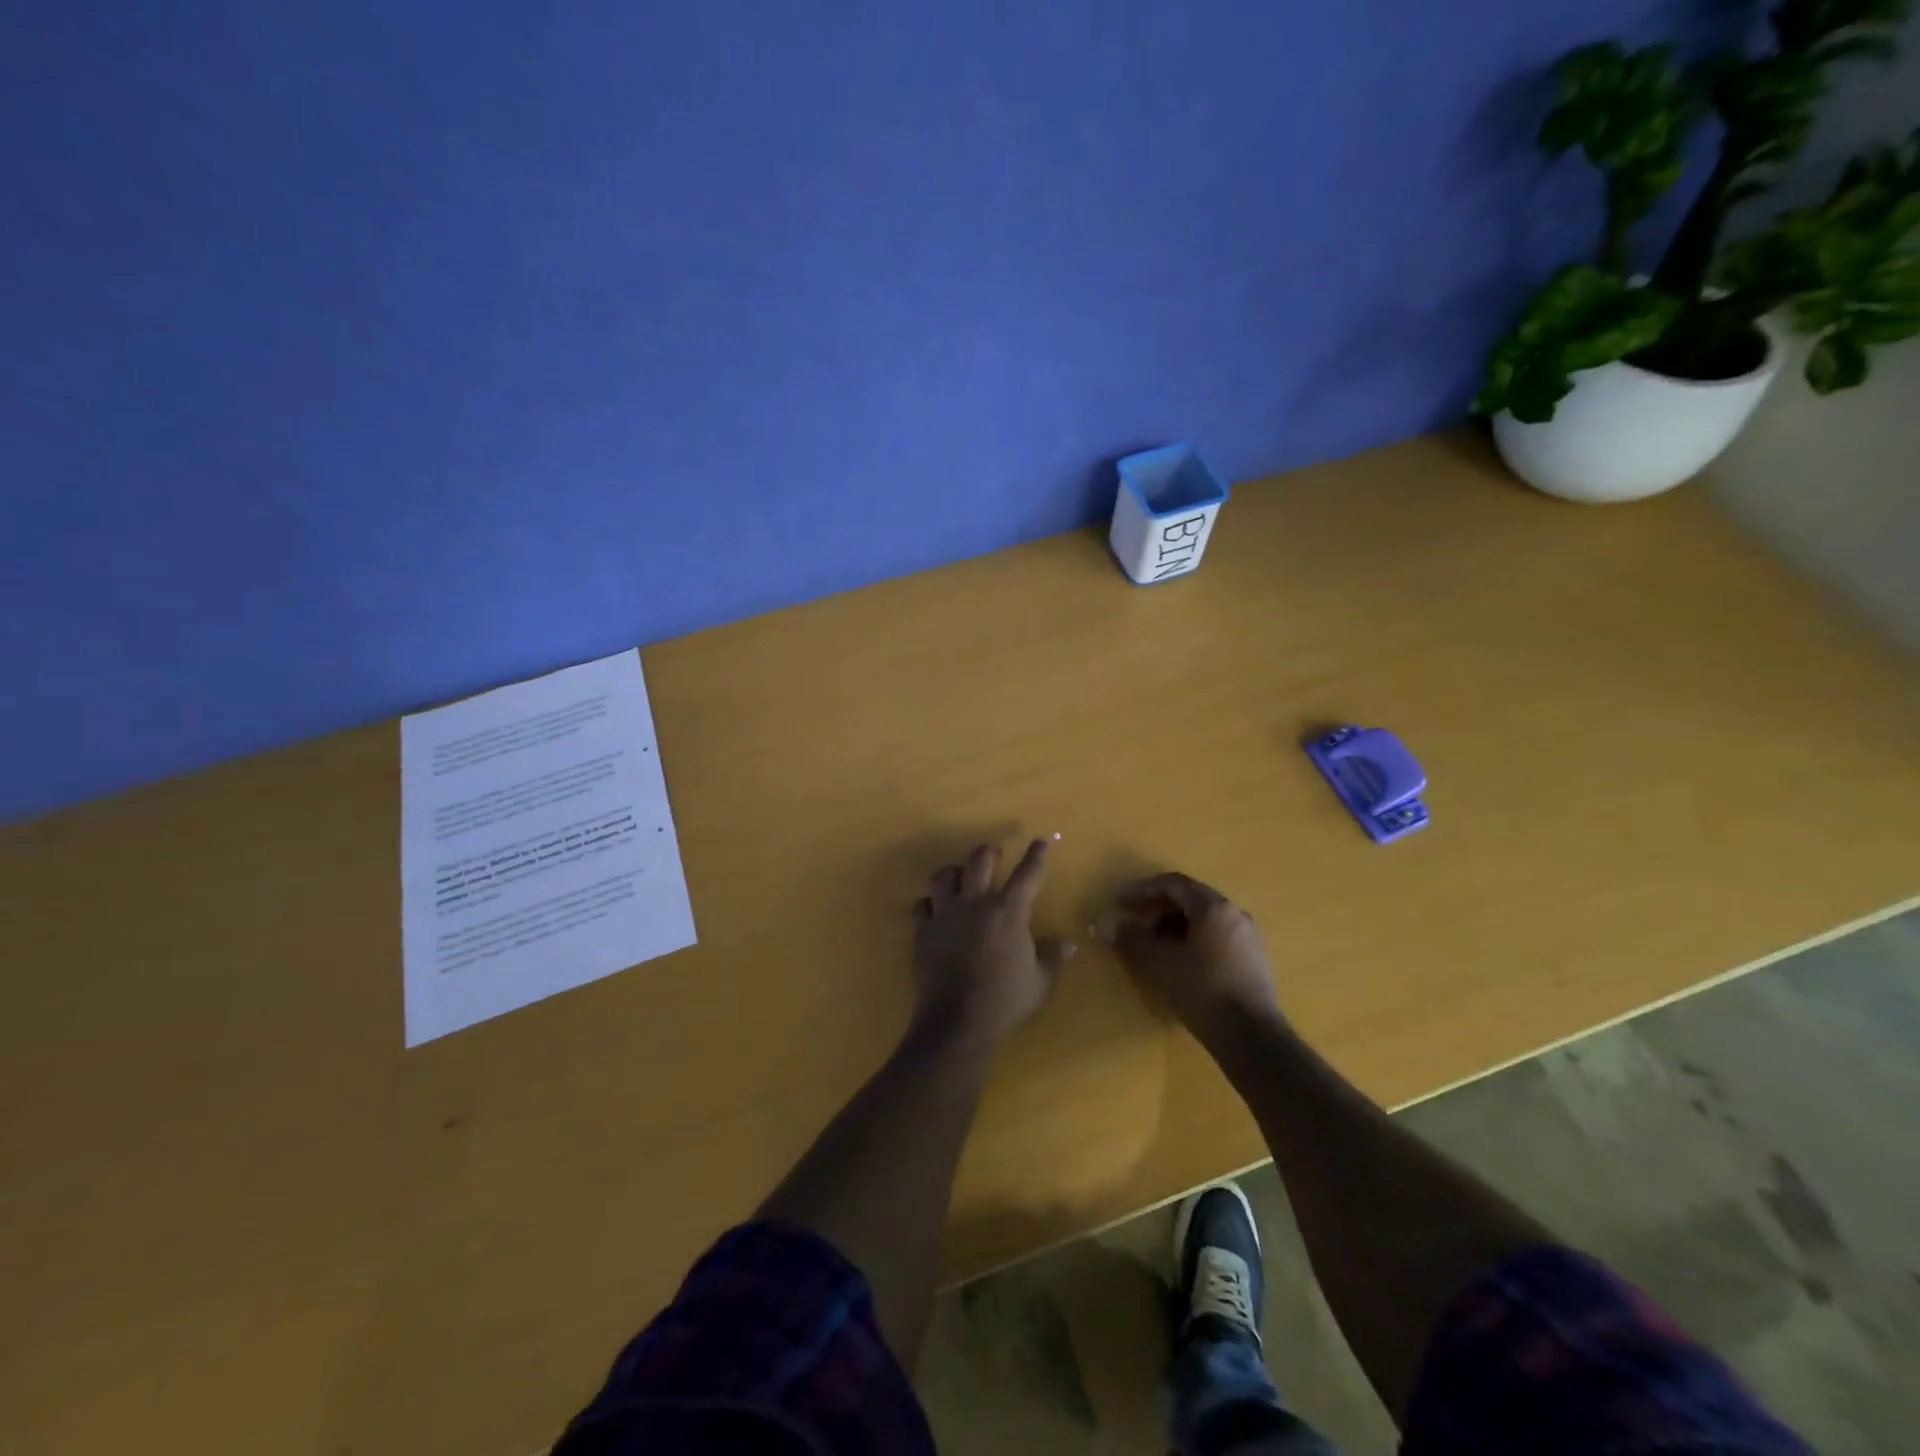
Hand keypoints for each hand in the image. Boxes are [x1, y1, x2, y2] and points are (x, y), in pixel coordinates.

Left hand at [912, 839, 1073, 1049]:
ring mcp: (946, 914)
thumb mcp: (1040, 982)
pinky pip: (922, 905)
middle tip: (994, 855)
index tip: (1040, 841)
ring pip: (944, 875)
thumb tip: (1068, 944)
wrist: (957, 1022)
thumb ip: (1052, 958)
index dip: (1036, 855)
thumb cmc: (1005, 1001)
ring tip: (960, 879)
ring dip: (954, 873)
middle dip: (989, 852)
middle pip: (979, 860)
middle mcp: (976, 903)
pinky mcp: (923, 931)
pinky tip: (935, 911)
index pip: (1027, 874)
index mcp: (1009, 912)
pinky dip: (930, 904)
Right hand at [1111, 872, 1282, 1044]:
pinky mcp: (1252, 958)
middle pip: (1189, 899)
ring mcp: (1247, 936)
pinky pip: (1216, 935)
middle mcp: (1233, 913)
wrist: (1252, 1036)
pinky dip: (1192, 938)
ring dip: (1173, 925)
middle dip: (1157, 908)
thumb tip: (1110, 926)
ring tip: (1153, 946)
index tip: (1120, 904)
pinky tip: (1179, 961)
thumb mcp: (1160, 963)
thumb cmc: (1203, 990)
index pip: (1173, 884)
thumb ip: (1133, 940)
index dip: (1142, 890)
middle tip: (1135, 925)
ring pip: (1203, 918)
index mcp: (1213, 907)